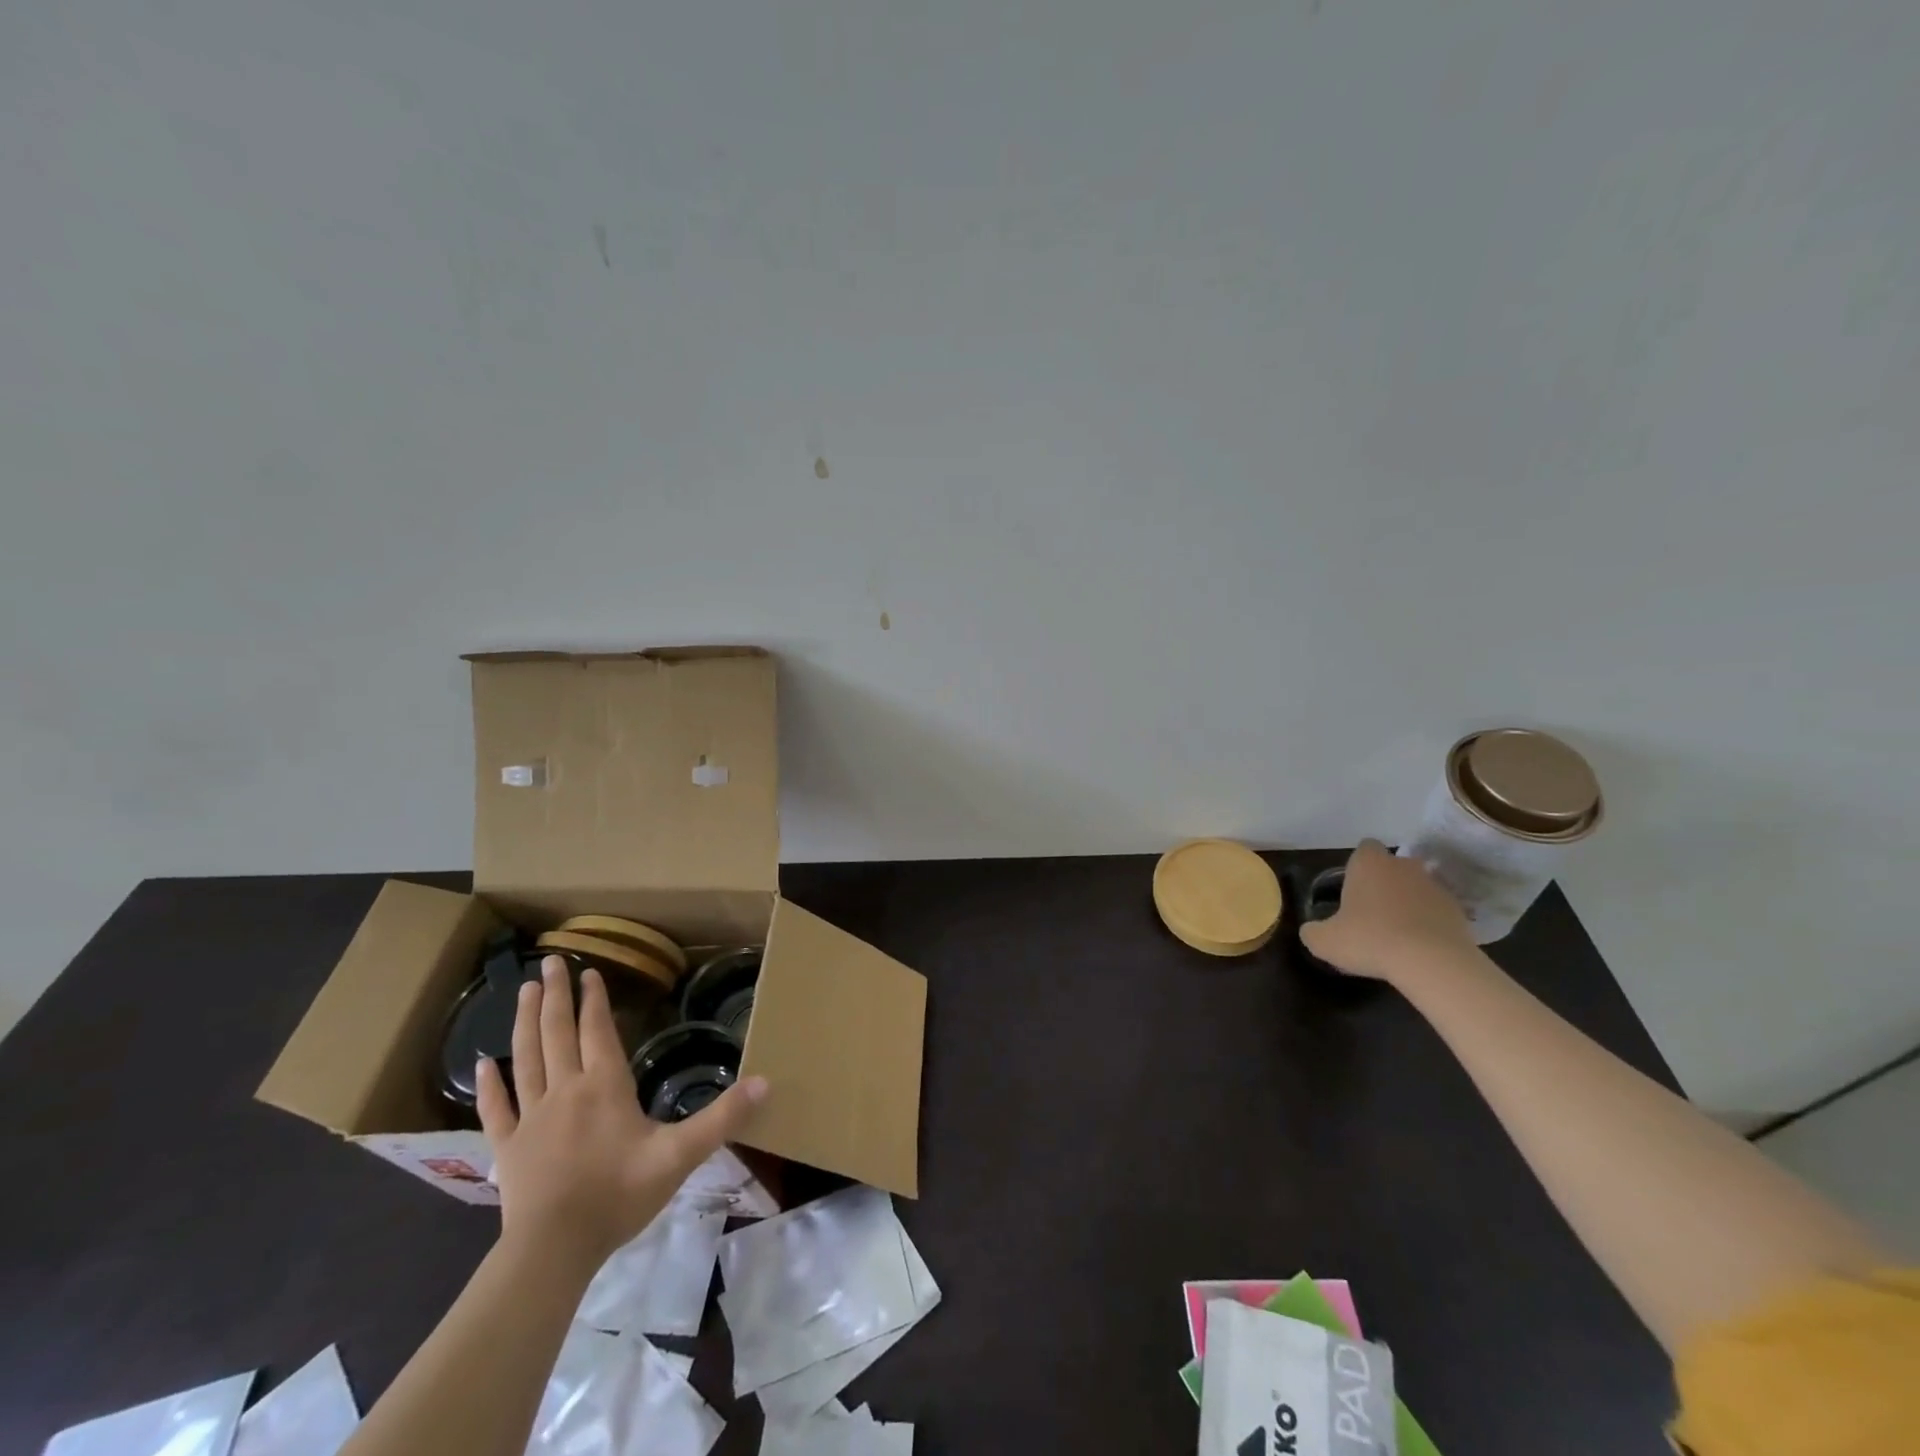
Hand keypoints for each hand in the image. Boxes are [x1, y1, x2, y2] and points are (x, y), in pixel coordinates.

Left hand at [477, 955, 767, 1269]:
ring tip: (526, 991)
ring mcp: (531, 1118)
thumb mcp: (680, 1155)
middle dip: (556, 996)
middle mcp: (565, 1090)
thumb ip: (722, 1118)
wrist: (553, 1251)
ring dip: (525, 1022)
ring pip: (525, 1058)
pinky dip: (489, 1085)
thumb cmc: (618, 1195)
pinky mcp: (507, 1148)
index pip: (597, 1030)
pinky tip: (481, 1064)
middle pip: (557, 1033)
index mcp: (604, 1086)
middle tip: (550, 962)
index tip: (588, 971)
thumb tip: (766, 1082)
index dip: (593, 999)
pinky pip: (497, 1108)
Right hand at [1299, 839, 1476, 981]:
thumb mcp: (1325, 941)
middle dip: (1386, 882)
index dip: (1359, 866)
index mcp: (1369, 863)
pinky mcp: (1459, 910)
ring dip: (1410, 902)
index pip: (1365, 848)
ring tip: (1399, 932)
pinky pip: (1438, 910)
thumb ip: (1313, 931)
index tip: (1354, 888)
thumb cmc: (1370, 939)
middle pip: (1394, 866)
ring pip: (1418, 887)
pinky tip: (1421, 946)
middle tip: (1374, 911)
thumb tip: (1312, 930)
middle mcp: (1403, 865)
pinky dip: (1430, 922)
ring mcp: (1435, 886)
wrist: (1432, 962)